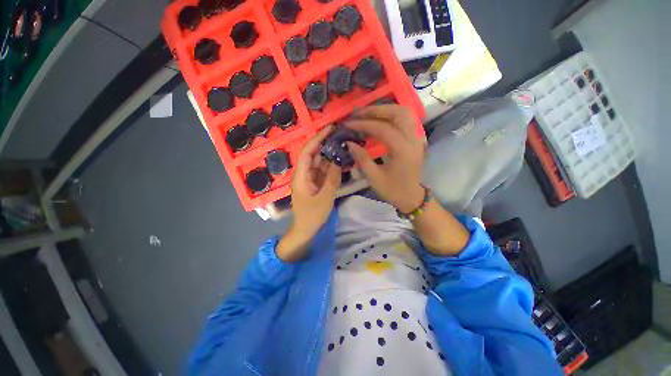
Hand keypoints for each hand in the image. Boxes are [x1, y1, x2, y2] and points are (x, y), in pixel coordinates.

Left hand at [277, 125, 341, 261]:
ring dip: (330, 155)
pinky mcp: (315, 183)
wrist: (305, 229)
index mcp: (301, 176)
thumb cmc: (312, 216)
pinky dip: (331, 166)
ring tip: (343, 145)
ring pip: (320, 162)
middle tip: (340, 135)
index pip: (307, 152)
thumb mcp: (325, 198)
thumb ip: (332, 179)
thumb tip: (338, 160)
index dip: (317, 139)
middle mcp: (304, 174)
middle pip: (314, 155)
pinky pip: (323, 171)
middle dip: (325, 144)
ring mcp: (310, 178)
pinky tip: (341, 161)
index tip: (329, 129)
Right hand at [345, 105, 425, 213]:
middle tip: (358, 113)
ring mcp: (417, 138)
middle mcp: (414, 140)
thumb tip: (348, 142)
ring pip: (404, 113)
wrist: (411, 197)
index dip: (364, 124)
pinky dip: (392, 115)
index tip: (348, 124)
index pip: (383, 129)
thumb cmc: (393, 190)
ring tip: (367, 114)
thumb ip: (362, 158)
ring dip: (385, 109)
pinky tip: (380, 119)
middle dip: (376, 110)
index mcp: (403, 152)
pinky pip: (406, 119)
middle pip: (398, 113)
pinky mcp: (416, 139)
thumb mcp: (374, 178)